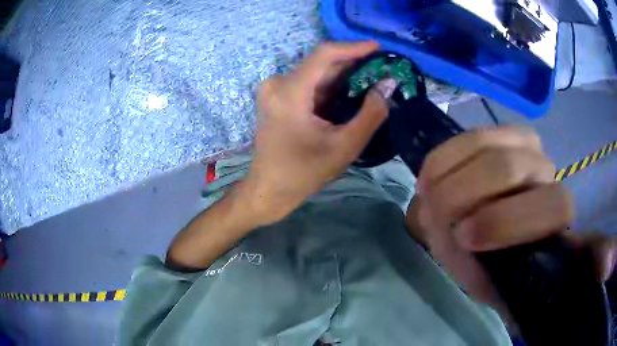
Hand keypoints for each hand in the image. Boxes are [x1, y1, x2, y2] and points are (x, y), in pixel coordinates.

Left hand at [240, 42, 388, 224]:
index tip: (378, 48)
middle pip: (320, 64)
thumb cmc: (304, 173)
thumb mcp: (344, 146)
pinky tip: (350, 92)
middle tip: (381, 68)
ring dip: (343, 76)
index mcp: (289, 92)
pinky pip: (308, 84)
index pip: (324, 54)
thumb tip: (389, 84)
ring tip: (372, 79)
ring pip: (315, 73)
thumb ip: (371, 114)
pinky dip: (330, 86)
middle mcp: (277, 83)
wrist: (269, 189)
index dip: (353, 47)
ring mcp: (274, 90)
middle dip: (352, 64)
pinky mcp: (277, 97)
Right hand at [413, 127, 581, 314]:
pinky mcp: (497, 131)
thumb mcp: (507, 284)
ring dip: (451, 176)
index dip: (508, 222)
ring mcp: (524, 144)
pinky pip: (468, 136)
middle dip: (465, 196)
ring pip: (489, 145)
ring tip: (430, 196)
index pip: (554, 204)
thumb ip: (536, 281)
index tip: (466, 240)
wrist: (471, 233)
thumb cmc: (494, 266)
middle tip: (437, 220)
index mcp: (557, 215)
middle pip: (512, 167)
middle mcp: (546, 170)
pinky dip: (445, 156)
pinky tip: (432, 174)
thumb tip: (609, 262)